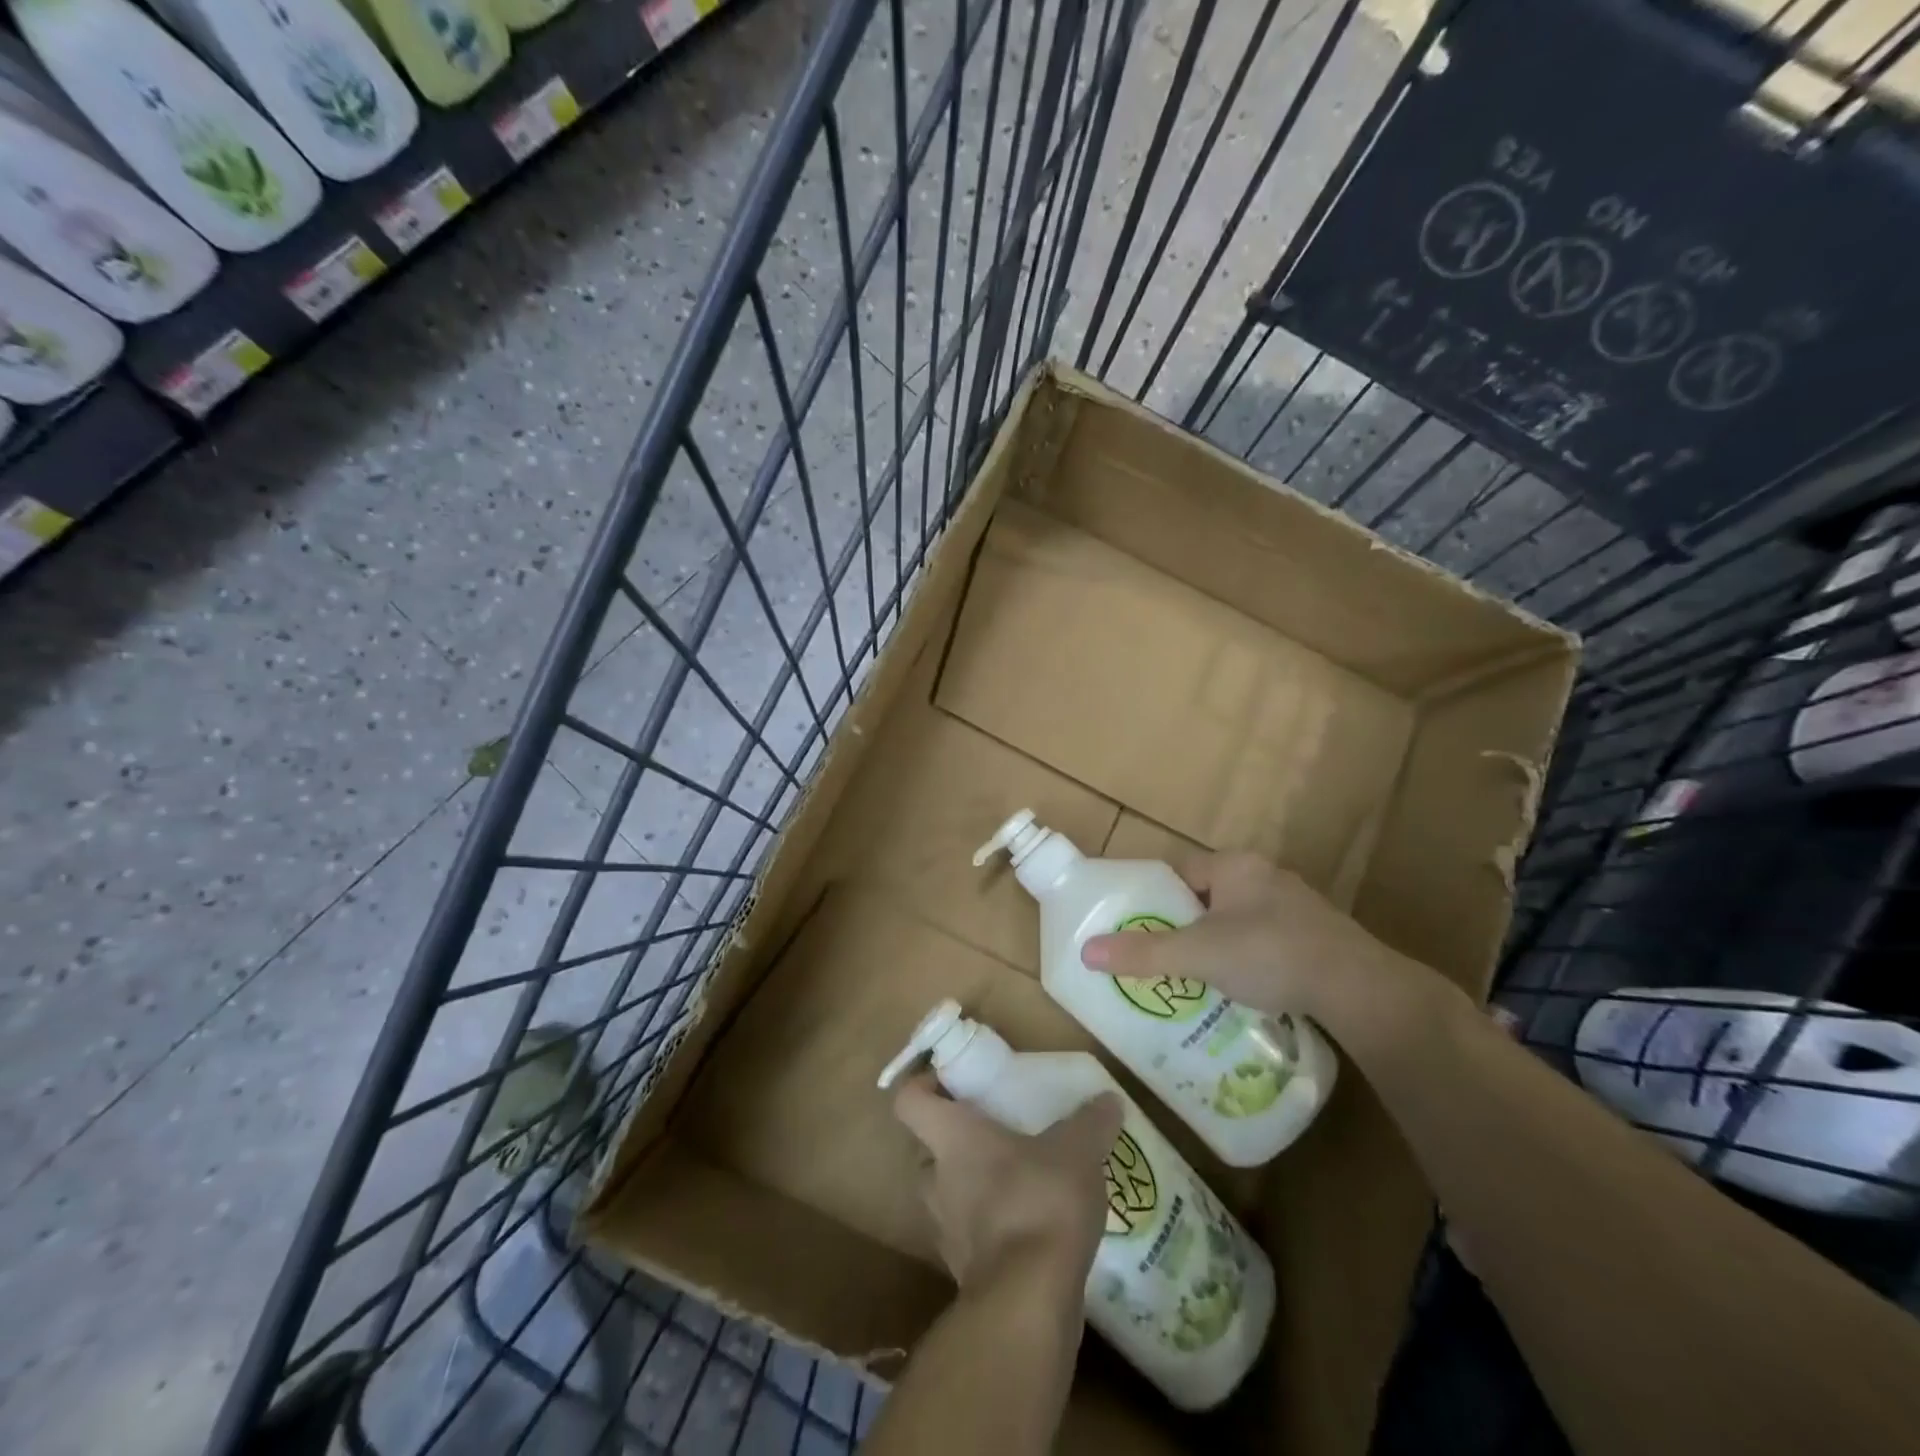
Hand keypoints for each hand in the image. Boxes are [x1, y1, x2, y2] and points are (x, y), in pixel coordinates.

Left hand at [892, 1074, 1120, 1292]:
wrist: (1029, 1303)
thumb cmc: (1040, 1202)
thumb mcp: (1077, 1150)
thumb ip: (1092, 1122)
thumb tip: (1109, 1100)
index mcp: (952, 1138)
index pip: (909, 1102)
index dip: (922, 1085)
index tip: (951, 1082)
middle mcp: (937, 1180)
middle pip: (927, 1150)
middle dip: (955, 1142)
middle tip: (994, 1134)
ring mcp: (946, 1231)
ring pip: (947, 1195)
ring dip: (973, 1188)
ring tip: (1019, 1182)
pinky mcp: (965, 1273)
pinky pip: (971, 1238)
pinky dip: (991, 1230)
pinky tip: (1031, 1228)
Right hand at [1079, 852, 1452, 1042]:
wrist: (1358, 988)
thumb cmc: (1269, 954)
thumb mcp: (1198, 954)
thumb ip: (1144, 953)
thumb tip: (1086, 951)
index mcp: (1235, 866)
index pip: (1182, 871)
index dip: (1158, 897)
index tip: (1143, 926)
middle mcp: (1266, 875)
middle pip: (1209, 895)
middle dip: (1187, 924)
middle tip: (1167, 956)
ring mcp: (1296, 904)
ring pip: (1240, 918)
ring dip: (1220, 942)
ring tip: (1200, 975)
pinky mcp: (1317, 934)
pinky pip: (1268, 938)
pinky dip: (1251, 957)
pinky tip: (1246, 986)